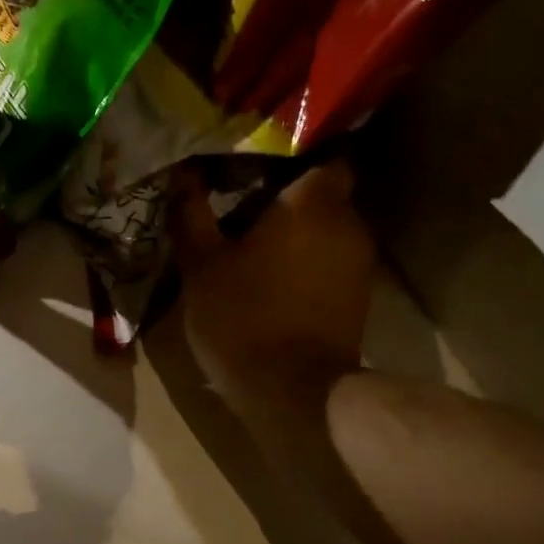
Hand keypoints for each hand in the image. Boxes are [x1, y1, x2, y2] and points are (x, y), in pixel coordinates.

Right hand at [170, 159, 375, 415]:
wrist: (296, 394)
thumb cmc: (244, 320)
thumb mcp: (202, 267)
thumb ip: (192, 215)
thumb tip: (183, 174)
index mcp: (312, 203)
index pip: (324, 149)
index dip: (294, 149)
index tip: (260, 157)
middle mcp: (348, 223)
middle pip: (323, 190)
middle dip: (289, 193)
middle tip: (245, 198)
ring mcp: (359, 261)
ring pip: (328, 228)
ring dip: (298, 230)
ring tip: (257, 240)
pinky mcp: (359, 296)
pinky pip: (331, 259)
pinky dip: (308, 259)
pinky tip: (276, 276)